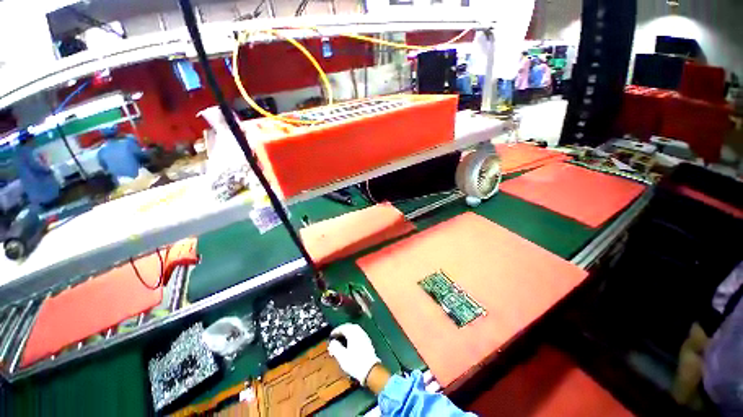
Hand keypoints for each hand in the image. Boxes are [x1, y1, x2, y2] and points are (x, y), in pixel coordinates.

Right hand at [328, 323, 380, 385]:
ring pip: (354, 330)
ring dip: (347, 332)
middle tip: (335, 336)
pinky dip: (352, 335)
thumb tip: (332, 342)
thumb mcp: (342, 356)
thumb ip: (335, 347)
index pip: (343, 327)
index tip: (330, 336)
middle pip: (349, 327)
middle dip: (342, 330)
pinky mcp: (367, 341)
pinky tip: (350, 342)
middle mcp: (359, 331)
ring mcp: (364, 335)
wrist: (370, 369)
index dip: (336, 331)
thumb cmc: (355, 362)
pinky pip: (358, 334)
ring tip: (341, 339)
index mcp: (353, 333)